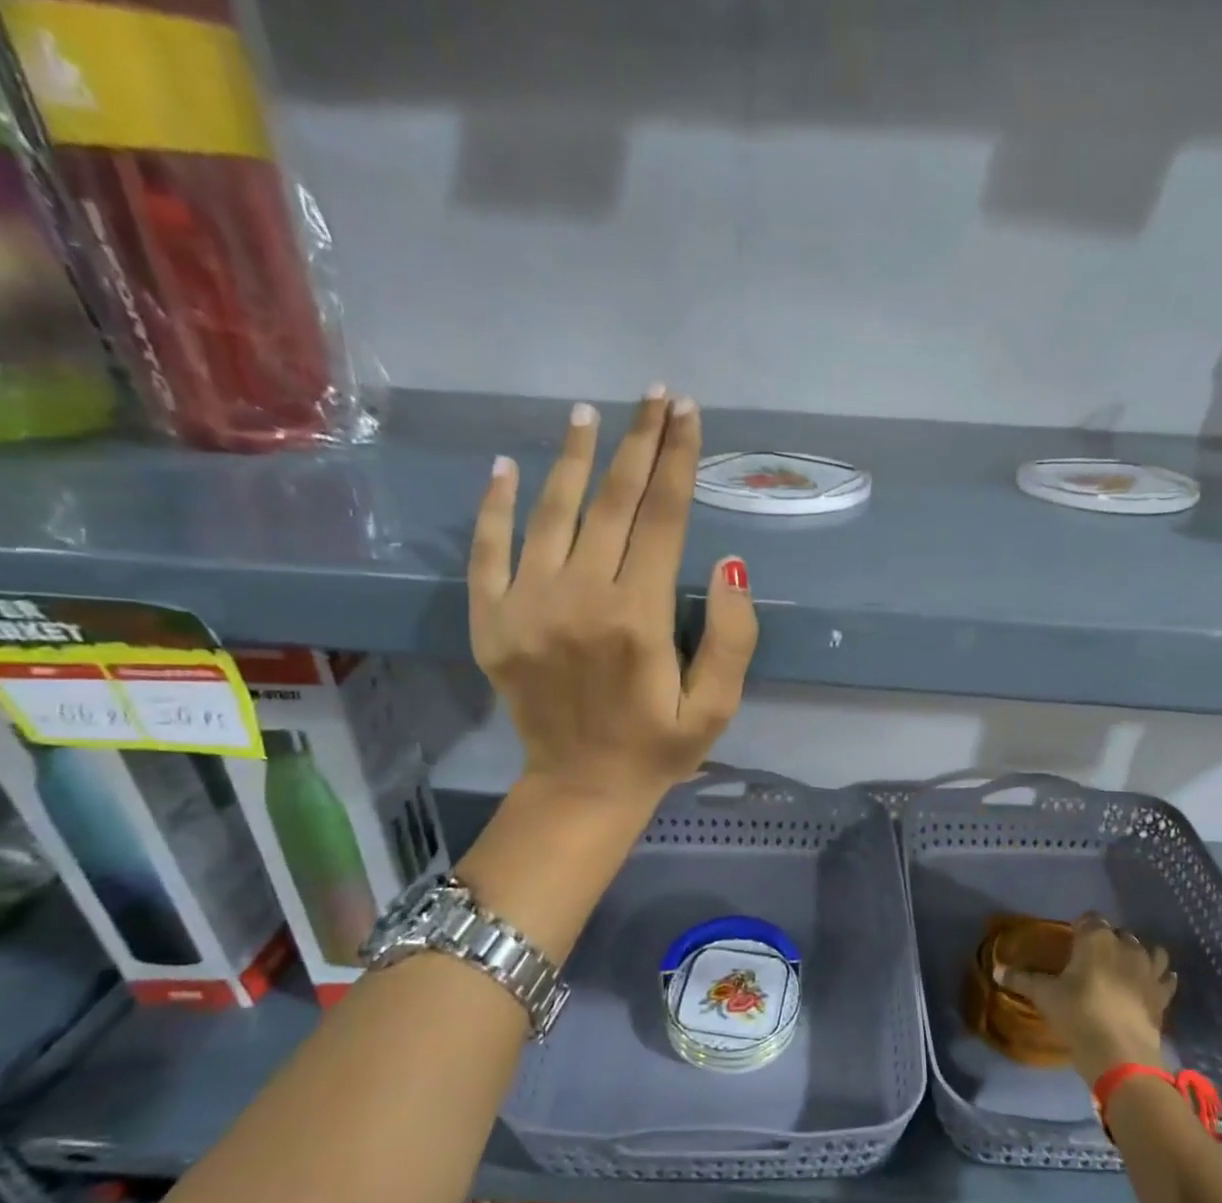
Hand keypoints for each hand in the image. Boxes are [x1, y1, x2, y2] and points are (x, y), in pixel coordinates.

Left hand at [469, 391, 758, 810]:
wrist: (581, 789)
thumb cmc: (658, 747)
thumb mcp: (716, 707)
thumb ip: (732, 638)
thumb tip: (730, 565)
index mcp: (639, 617)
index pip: (663, 518)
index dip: (679, 461)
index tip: (688, 414)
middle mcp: (581, 598)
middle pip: (613, 502)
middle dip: (639, 443)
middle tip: (654, 395)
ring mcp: (528, 606)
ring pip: (552, 512)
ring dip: (573, 457)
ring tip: (589, 414)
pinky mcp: (492, 622)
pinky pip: (488, 551)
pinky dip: (495, 506)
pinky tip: (506, 467)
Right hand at [993, 912, 1177, 1082]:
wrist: (1120, 1053)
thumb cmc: (1077, 1014)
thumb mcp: (1044, 996)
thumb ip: (1021, 980)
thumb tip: (996, 970)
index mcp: (1096, 938)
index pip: (1089, 919)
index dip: (1080, 927)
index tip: (1071, 940)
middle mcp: (1126, 945)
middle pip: (1118, 933)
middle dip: (1107, 940)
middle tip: (1091, 959)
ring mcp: (1150, 969)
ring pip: (1149, 950)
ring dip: (1137, 954)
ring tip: (1124, 967)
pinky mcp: (1163, 993)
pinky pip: (1166, 977)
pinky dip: (1161, 976)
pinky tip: (1153, 982)